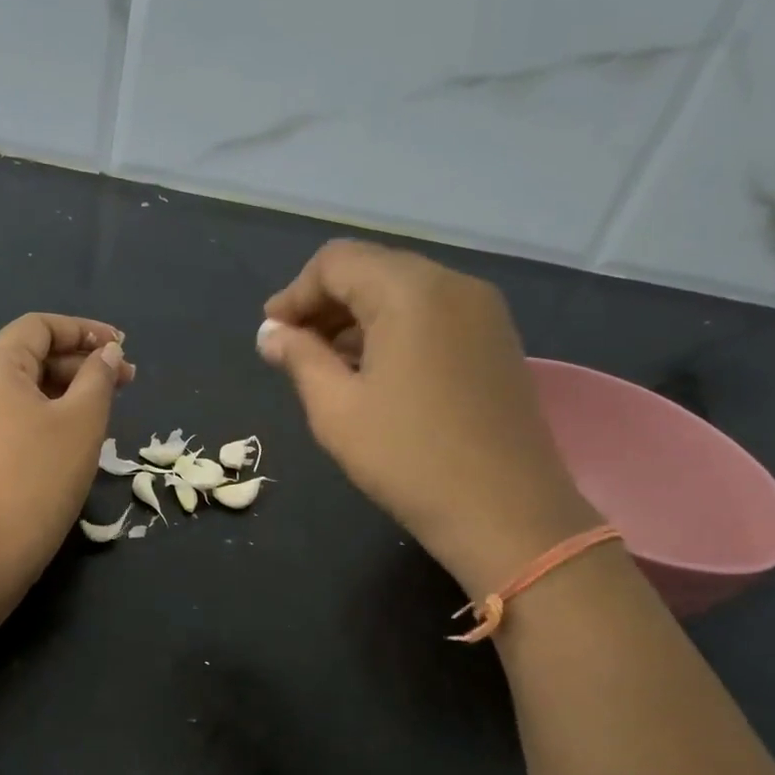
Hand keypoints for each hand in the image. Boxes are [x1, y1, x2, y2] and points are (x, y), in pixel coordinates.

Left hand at [0, 313, 132, 577]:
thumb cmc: (42, 474)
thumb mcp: (82, 420)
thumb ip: (98, 376)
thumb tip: (107, 353)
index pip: (38, 327)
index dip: (83, 330)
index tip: (121, 348)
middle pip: (29, 357)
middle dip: (80, 364)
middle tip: (126, 382)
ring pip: (22, 391)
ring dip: (66, 391)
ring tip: (105, 409)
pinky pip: (11, 418)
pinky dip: (45, 416)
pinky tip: (73, 437)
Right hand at [259, 239, 595, 587]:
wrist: (505, 512)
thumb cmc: (408, 459)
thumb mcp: (336, 409)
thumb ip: (299, 358)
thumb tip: (271, 333)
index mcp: (410, 291)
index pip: (336, 262)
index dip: (295, 294)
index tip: (270, 334)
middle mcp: (453, 285)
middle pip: (373, 270)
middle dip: (325, 304)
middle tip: (292, 348)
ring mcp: (483, 312)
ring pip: (404, 292)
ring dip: (358, 319)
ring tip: (327, 365)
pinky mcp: (497, 341)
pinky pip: (433, 316)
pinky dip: (394, 331)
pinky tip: (374, 372)